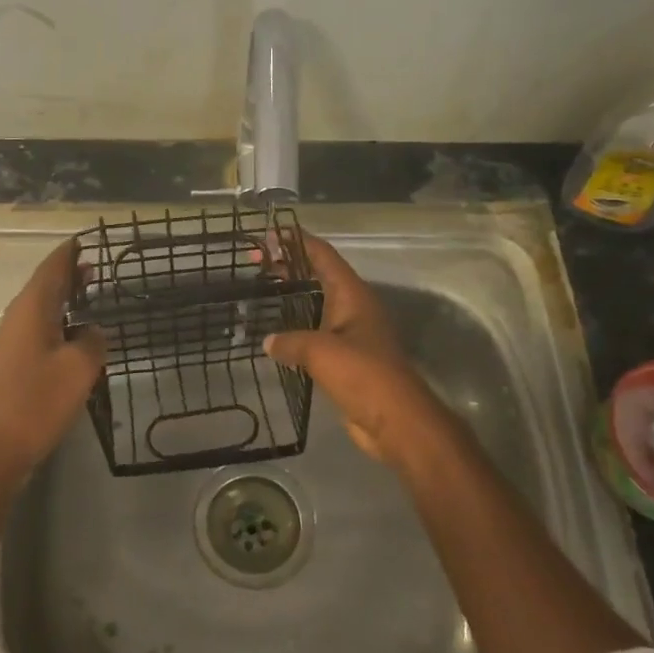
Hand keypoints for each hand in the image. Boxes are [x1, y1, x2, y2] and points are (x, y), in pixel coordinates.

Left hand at [0, 238, 106, 495]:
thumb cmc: (36, 403)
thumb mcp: (78, 369)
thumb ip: (92, 342)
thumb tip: (92, 331)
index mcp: (31, 309)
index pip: (52, 267)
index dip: (69, 253)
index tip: (86, 239)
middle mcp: (16, 319)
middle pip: (43, 286)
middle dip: (68, 275)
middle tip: (94, 266)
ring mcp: (9, 344)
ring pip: (39, 311)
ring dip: (62, 301)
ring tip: (88, 297)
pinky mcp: (9, 367)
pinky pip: (37, 333)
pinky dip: (56, 325)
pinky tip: (71, 338)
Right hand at [265, 235, 474, 477]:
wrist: (395, 421)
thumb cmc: (363, 375)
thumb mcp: (321, 351)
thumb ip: (291, 341)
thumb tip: (268, 341)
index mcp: (352, 296)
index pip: (323, 256)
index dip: (299, 241)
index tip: (272, 231)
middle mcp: (353, 309)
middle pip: (319, 277)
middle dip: (291, 267)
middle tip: (257, 262)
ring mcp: (351, 335)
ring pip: (317, 306)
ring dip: (292, 298)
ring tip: (261, 292)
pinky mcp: (346, 360)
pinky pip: (316, 335)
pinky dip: (296, 330)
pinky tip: (275, 336)